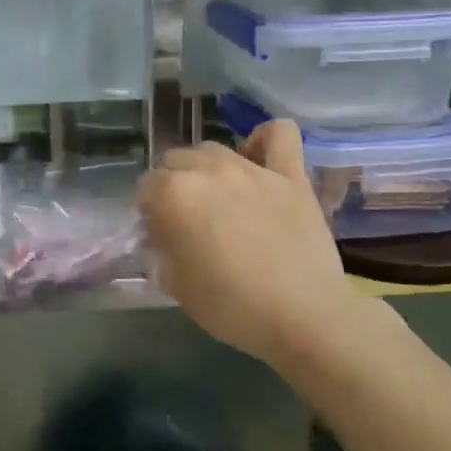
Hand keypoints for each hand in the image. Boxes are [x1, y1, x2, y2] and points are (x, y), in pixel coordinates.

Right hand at [138, 120, 365, 367]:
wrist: (305, 317)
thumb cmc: (233, 308)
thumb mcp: (177, 287)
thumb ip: (162, 253)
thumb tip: (163, 239)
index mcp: (174, 195)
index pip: (146, 188)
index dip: (149, 213)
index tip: (160, 236)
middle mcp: (208, 170)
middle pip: (175, 161)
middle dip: (172, 186)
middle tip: (186, 220)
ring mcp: (252, 168)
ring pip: (213, 149)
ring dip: (206, 168)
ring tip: (218, 197)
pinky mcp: (290, 175)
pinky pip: (279, 134)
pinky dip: (264, 140)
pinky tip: (258, 159)